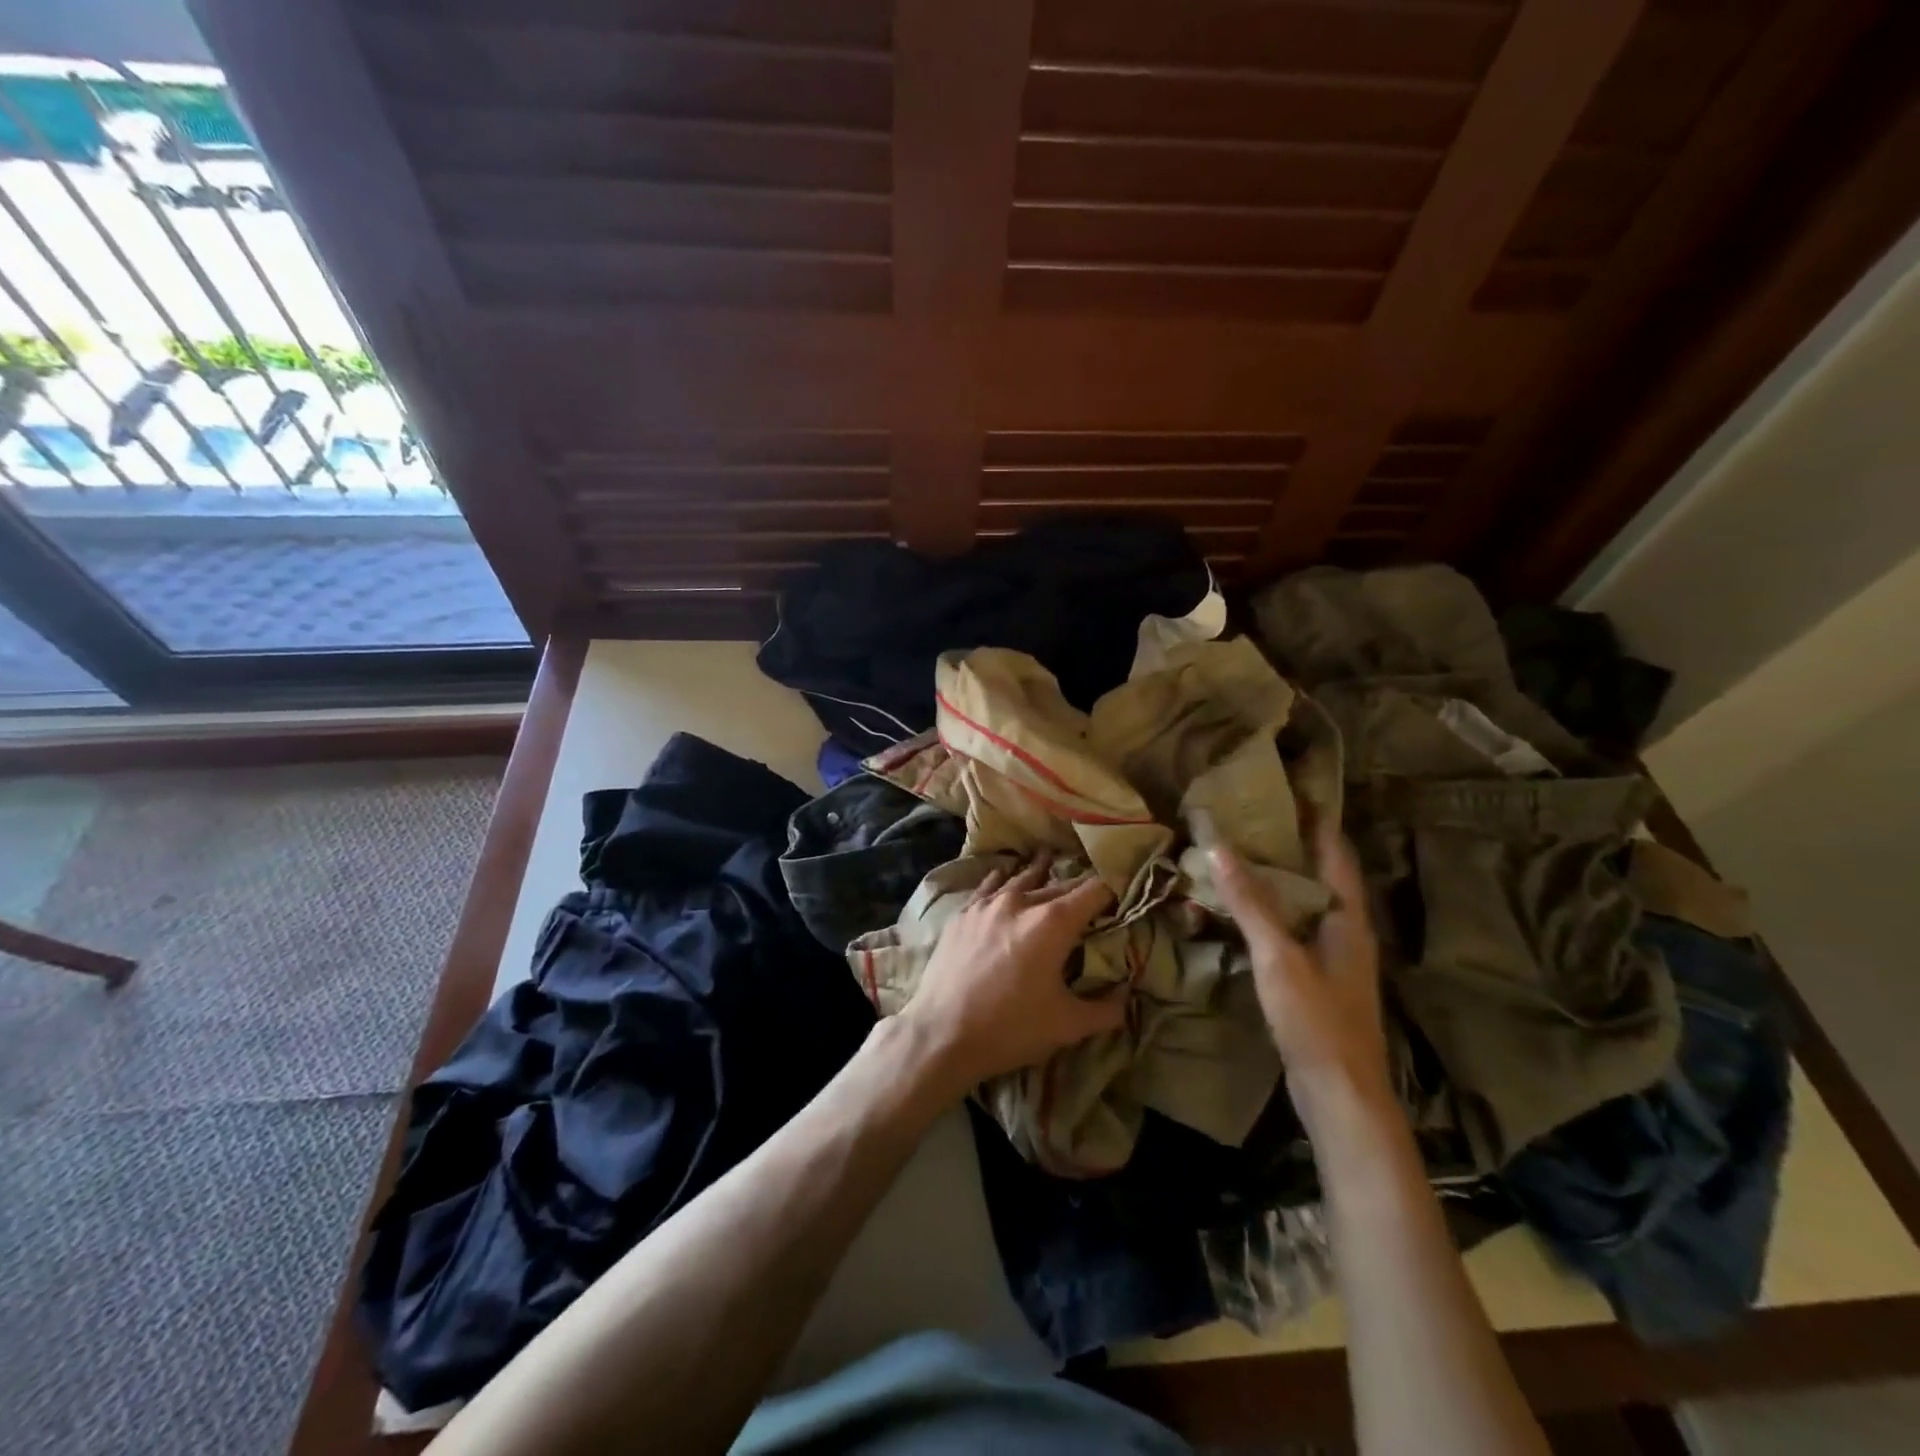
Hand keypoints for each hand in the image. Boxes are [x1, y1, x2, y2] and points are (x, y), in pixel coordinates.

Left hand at [899, 858, 1122, 1095]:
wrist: (942, 1033)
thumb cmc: (1010, 1028)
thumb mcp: (1068, 1026)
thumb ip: (1106, 1009)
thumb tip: (1128, 997)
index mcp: (1053, 922)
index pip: (1094, 891)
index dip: (1113, 887)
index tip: (1123, 889)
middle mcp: (1021, 902)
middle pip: (1059, 884)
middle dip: (1079, 887)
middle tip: (1092, 888)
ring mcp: (987, 904)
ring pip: (1021, 878)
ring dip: (1040, 872)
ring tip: (1049, 858)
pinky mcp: (963, 913)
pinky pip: (988, 886)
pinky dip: (1002, 879)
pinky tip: (1002, 876)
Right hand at [1209, 820, 1395, 1128]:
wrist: (1340, 1096)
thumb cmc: (1317, 1020)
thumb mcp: (1279, 956)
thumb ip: (1250, 902)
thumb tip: (1219, 847)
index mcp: (1347, 917)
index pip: (1335, 853)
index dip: (1316, 819)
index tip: (1289, 788)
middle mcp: (1344, 930)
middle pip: (1318, 874)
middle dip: (1288, 844)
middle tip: (1247, 816)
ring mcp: (1331, 956)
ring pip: (1302, 903)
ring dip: (1274, 878)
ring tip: (1236, 853)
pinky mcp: (1314, 978)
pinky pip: (1289, 929)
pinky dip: (1267, 911)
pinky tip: (1238, 910)